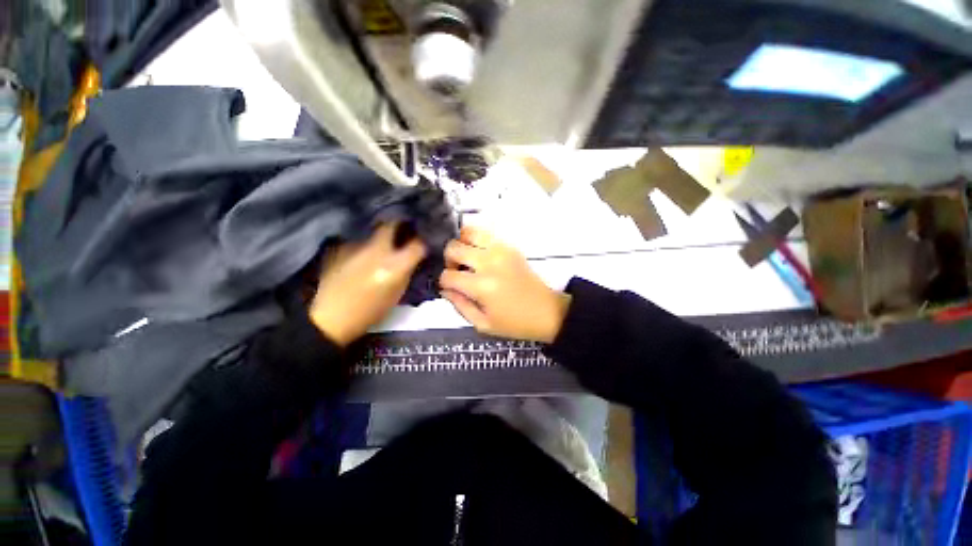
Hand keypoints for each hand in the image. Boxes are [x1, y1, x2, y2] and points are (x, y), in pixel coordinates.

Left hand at [310, 223, 426, 346]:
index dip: (422, 242)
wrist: (331, 318)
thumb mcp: (397, 293)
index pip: (417, 245)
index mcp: (394, 267)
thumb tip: (413, 256)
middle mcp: (376, 251)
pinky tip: (361, 254)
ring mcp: (355, 247)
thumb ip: (407, 271)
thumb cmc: (370, 311)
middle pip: (391, 225)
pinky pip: (358, 240)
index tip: (422, 242)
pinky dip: (364, 245)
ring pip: (372, 232)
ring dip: (380, 236)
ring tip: (380, 245)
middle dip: (399, 225)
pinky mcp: (339, 248)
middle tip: (403, 231)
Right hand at [440, 226, 570, 342]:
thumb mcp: (483, 324)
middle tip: (457, 272)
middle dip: (449, 260)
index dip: (443, 282)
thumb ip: (460, 305)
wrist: (546, 311)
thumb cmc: (515, 322)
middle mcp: (489, 262)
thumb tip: (445, 289)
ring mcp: (501, 250)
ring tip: (467, 260)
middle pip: (454, 248)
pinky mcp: (509, 246)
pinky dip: (475, 241)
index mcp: (482, 286)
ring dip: (461, 244)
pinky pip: (485, 234)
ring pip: (468, 232)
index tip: (449, 287)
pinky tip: (479, 256)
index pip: (448, 275)